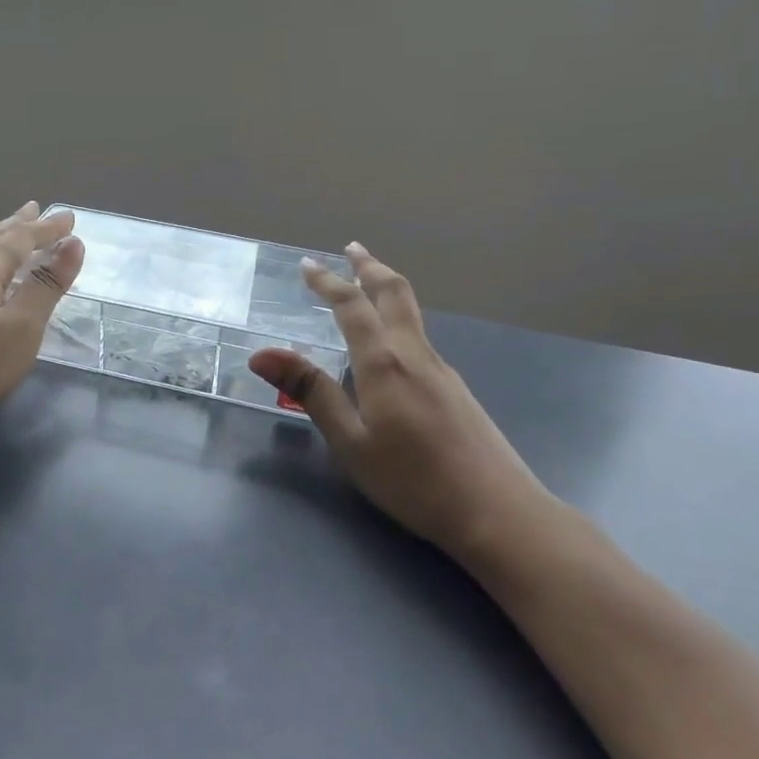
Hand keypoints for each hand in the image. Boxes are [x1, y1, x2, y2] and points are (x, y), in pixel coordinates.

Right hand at [248, 244, 553, 564]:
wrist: (497, 511)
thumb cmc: (413, 480)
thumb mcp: (350, 442)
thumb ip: (310, 393)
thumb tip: (262, 354)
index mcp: (384, 363)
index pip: (351, 306)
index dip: (327, 282)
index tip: (307, 265)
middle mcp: (415, 354)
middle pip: (394, 293)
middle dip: (370, 266)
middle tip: (352, 248)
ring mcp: (442, 370)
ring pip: (411, 313)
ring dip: (386, 289)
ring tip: (368, 283)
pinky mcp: (456, 389)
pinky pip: (420, 338)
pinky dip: (398, 319)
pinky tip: (391, 346)